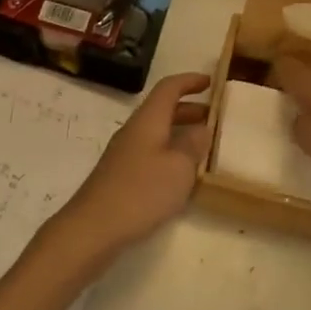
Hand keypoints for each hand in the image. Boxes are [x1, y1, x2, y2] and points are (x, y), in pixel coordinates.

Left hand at [53, 72, 211, 258]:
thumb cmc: (141, 191)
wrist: (94, 227)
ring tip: (206, 145)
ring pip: (158, 132)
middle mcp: (135, 130)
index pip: (169, 88)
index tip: (212, 82)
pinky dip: (171, 153)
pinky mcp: (122, 175)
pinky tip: (183, 174)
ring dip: (182, 132)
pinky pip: (152, 152)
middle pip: (163, 109)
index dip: (190, 81)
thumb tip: (202, 128)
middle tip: (216, 117)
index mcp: (148, 120)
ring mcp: (125, 153)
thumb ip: (193, 145)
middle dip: (191, 109)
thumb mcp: (179, 168)